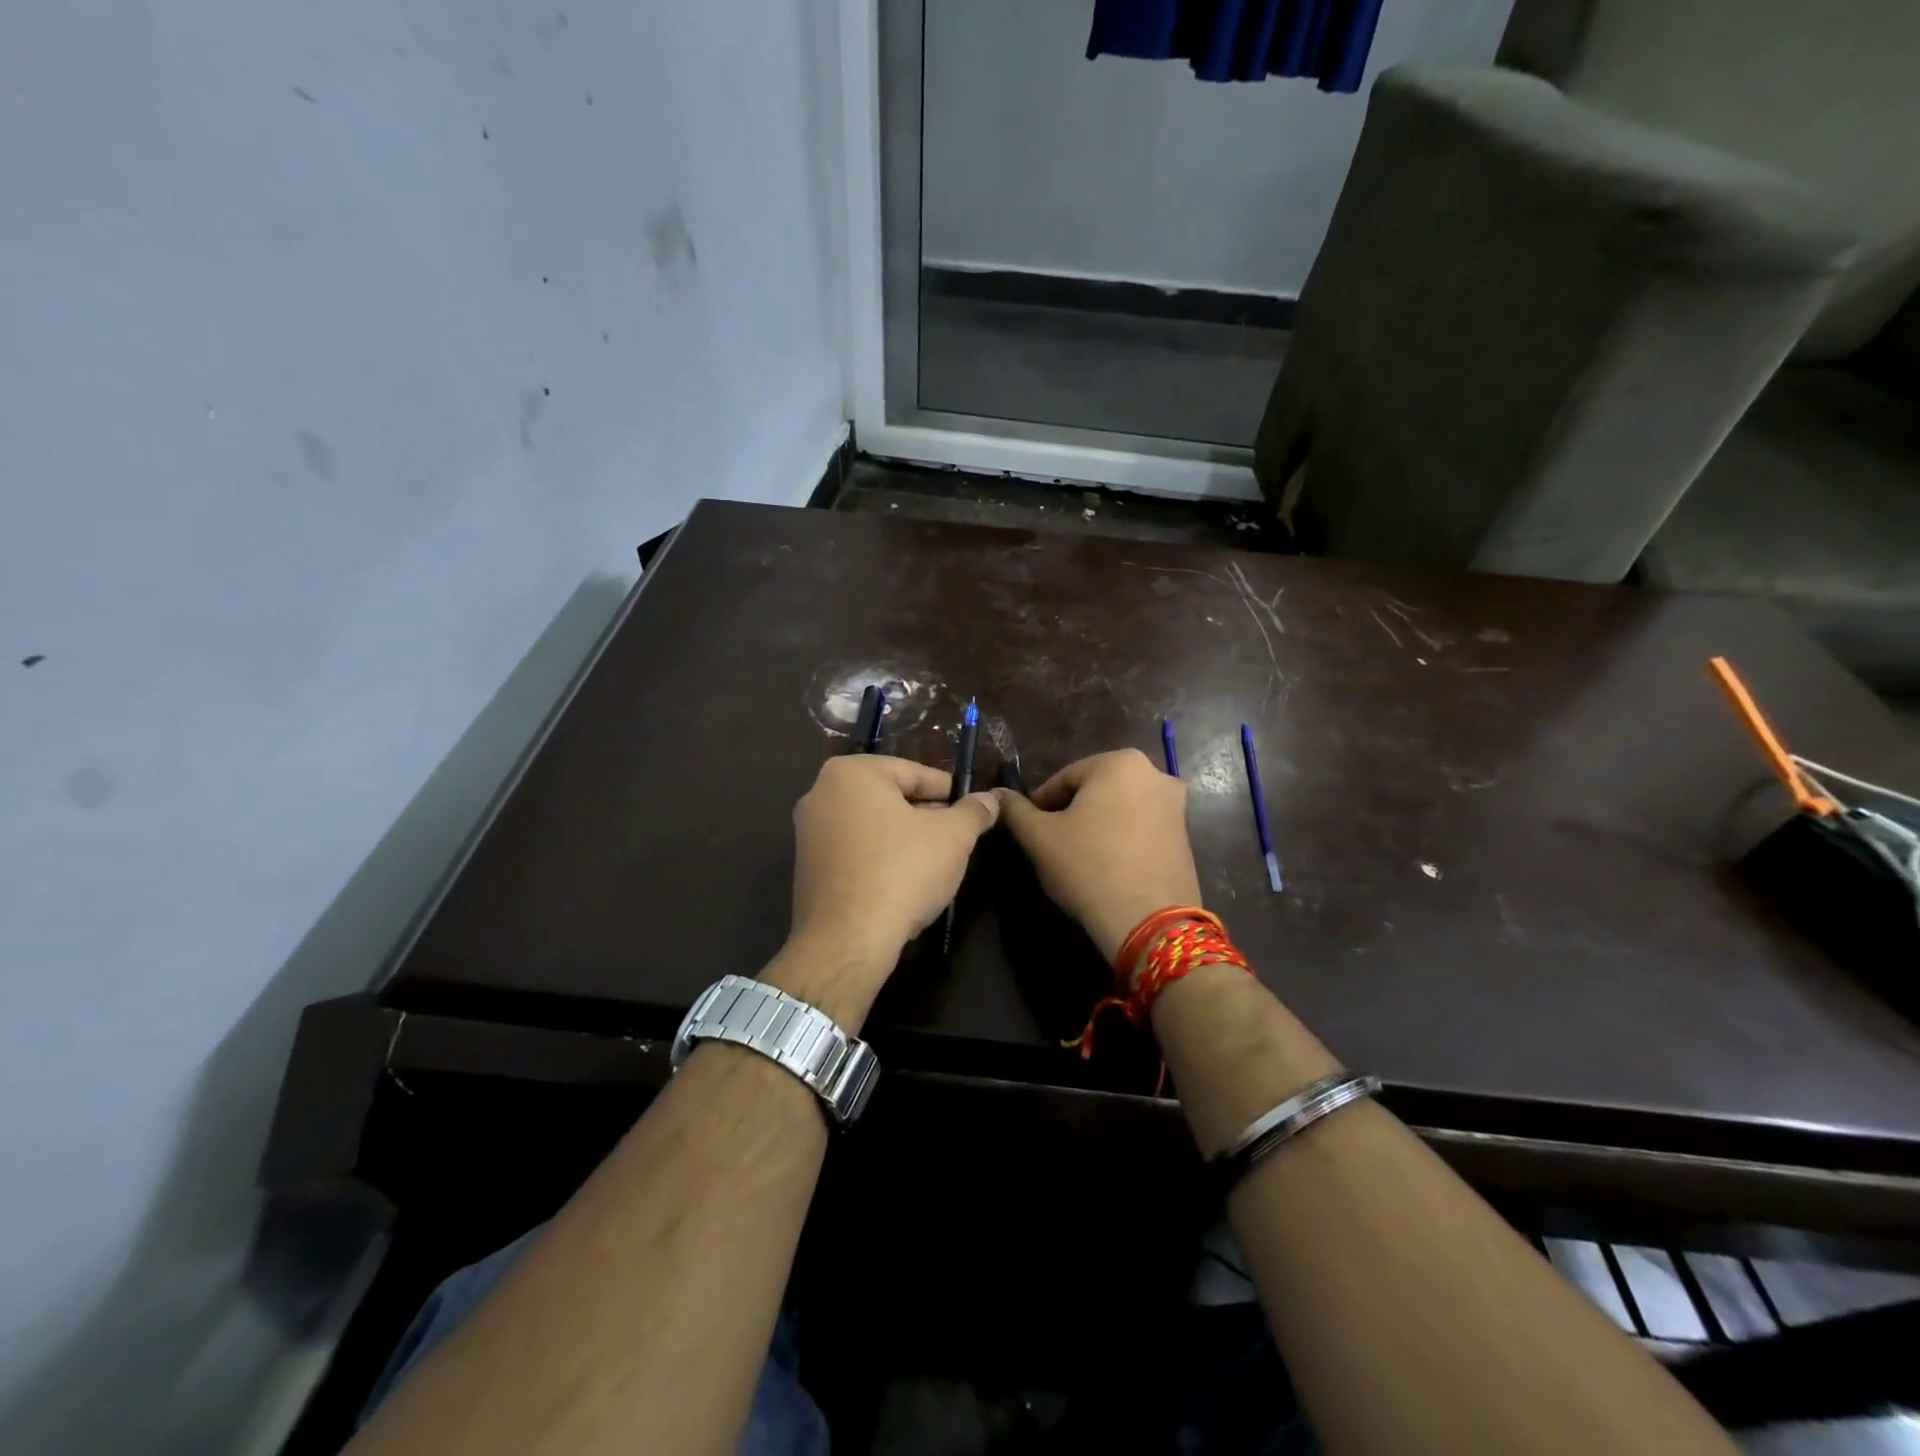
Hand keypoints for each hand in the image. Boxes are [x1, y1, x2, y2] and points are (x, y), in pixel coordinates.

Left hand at [771, 755, 999, 1025]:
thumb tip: (989, 799)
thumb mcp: (952, 837)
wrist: (848, 940)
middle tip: (958, 836)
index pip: (914, 772)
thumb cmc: (902, 871)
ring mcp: (808, 833)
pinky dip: (880, 858)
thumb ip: (973, 812)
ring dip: (904, 838)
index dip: (949, 791)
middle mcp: (821, 793)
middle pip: (890, 797)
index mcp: (851, 773)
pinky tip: (904, 880)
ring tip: (936, 860)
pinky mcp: (807, 868)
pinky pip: (854, 851)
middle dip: (926, 815)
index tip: (973, 808)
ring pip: (872, 825)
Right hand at [995, 749, 1201, 966]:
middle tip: (1051, 844)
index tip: (1028, 831)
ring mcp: (1176, 806)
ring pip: (1119, 809)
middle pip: (1095, 791)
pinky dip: (1121, 840)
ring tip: (1077, 858)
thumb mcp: (1038, 837)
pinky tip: (1106, 867)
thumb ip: (1015, 810)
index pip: (1063, 778)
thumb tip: (997, 794)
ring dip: (1096, 826)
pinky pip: (1141, 829)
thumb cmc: (1088, 867)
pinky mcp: (1186, 837)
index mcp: (1119, 762)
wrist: (1149, 921)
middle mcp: (1154, 773)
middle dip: (1071, 813)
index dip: (1040, 805)